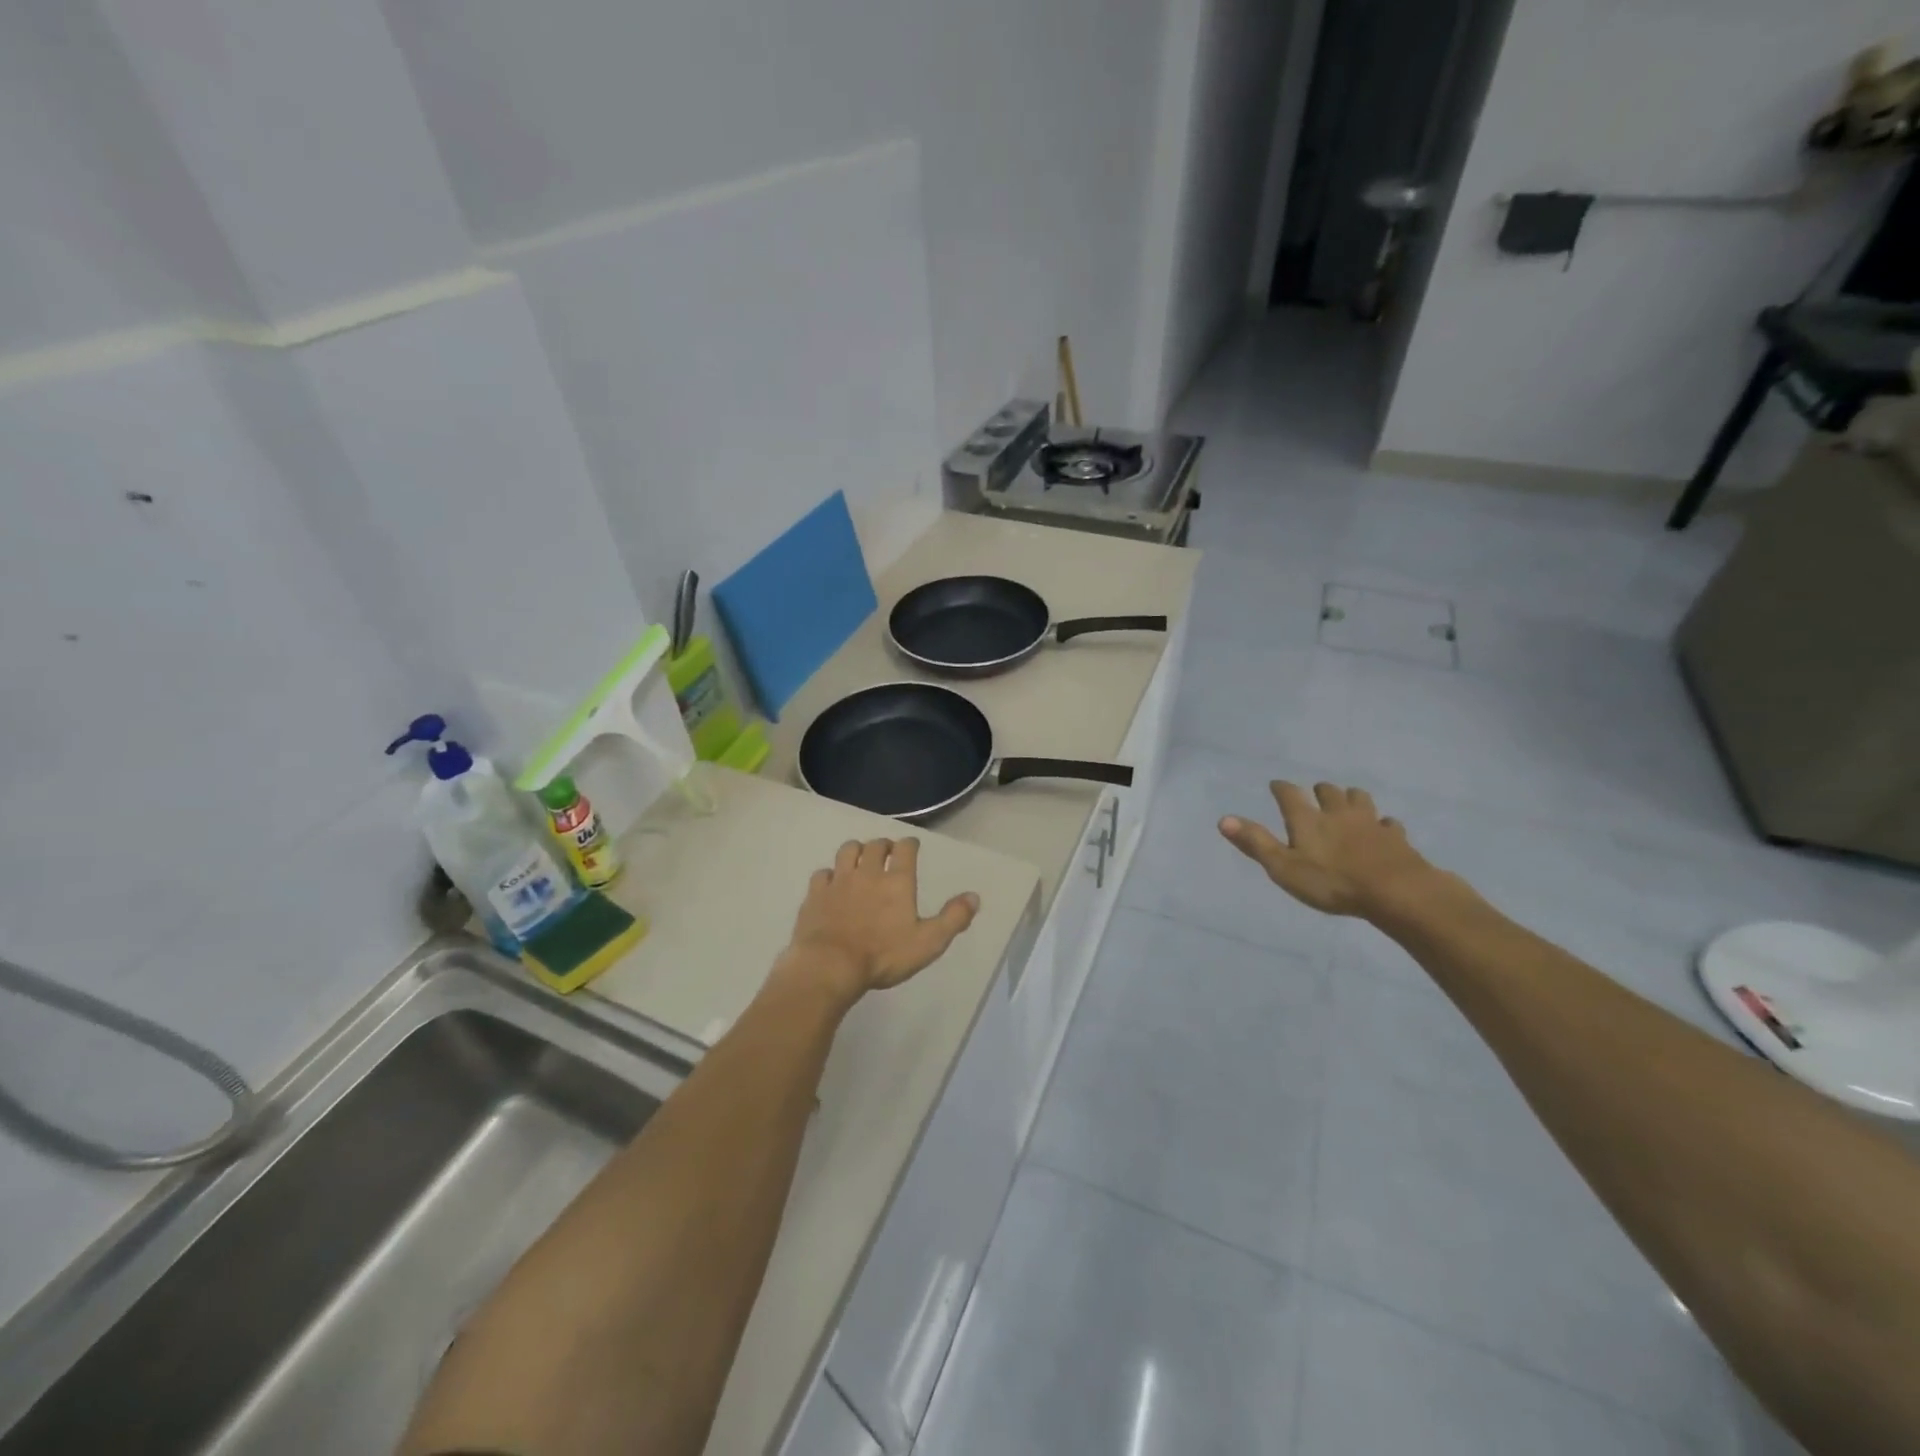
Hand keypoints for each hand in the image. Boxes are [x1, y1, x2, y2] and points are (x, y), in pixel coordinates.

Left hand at [782, 838, 980, 1001]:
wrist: (830, 965)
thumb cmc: (883, 956)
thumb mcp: (928, 942)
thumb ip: (953, 918)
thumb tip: (974, 896)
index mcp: (897, 882)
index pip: (905, 849)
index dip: (910, 844)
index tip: (912, 845)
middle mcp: (868, 873)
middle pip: (875, 846)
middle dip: (883, 845)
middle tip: (887, 851)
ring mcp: (839, 881)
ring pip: (847, 851)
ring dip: (856, 850)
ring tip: (860, 857)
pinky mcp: (815, 895)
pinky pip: (822, 874)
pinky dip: (829, 874)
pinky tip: (831, 882)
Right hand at [1219, 781, 1443, 922]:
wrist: (1394, 891)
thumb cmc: (1331, 882)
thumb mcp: (1284, 867)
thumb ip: (1256, 843)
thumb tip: (1224, 819)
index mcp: (1307, 819)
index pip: (1289, 794)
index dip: (1281, 788)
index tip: (1276, 785)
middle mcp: (1337, 813)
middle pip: (1328, 791)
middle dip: (1320, 791)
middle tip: (1315, 795)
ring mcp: (1369, 822)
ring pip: (1359, 799)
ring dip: (1351, 798)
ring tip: (1347, 803)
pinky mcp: (1395, 837)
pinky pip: (1388, 823)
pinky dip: (1382, 824)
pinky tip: (1382, 829)